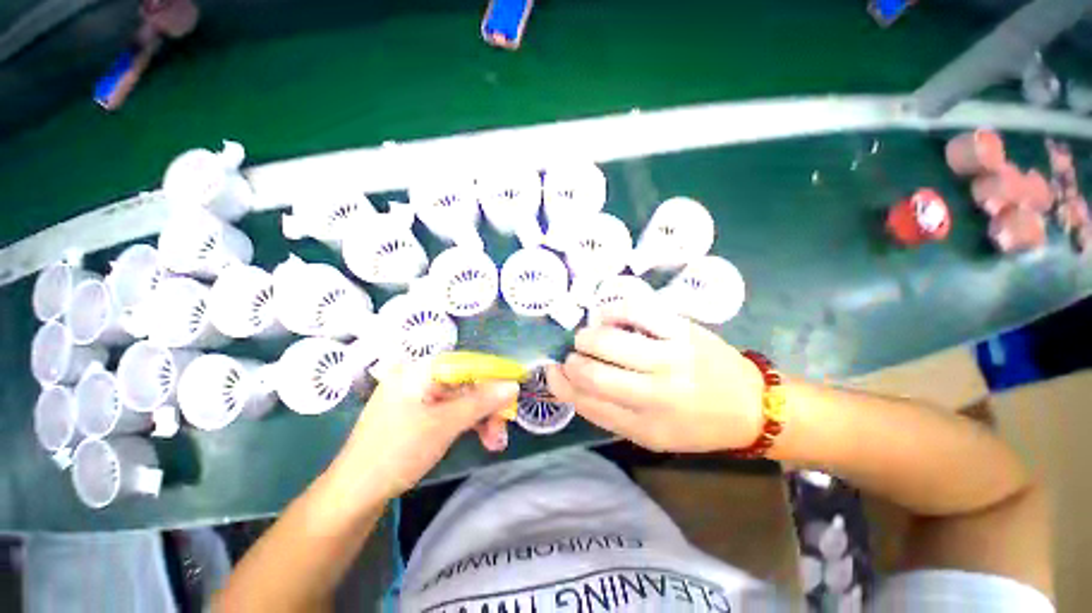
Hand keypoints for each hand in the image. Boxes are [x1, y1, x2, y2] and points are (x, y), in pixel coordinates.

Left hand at [337, 360, 518, 499]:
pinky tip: (481, 438)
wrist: (354, 494)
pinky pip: (450, 410)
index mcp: (419, 369)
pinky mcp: (418, 413)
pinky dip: (467, 423)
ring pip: (461, 398)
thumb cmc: (397, 452)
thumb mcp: (445, 424)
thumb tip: (513, 384)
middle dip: (488, 405)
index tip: (514, 393)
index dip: (494, 376)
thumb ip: (481, 401)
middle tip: (504, 428)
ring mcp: (417, 395)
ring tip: (495, 442)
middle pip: (466, 383)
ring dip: (481, 417)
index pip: (467, 363)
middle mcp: (418, 376)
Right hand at [547, 301, 764, 451]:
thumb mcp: (650, 435)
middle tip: (575, 357)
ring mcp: (670, 356)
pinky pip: (635, 311)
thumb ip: (607, 412)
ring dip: (587, 337)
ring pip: (608, 340)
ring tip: (589, 338)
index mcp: (646, 426)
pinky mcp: (681, 329)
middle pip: (592, 372)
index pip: (586, 402)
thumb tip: (568, 382)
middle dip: (572, 361)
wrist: (751, 405)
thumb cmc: (696, 425)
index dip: (561, 384)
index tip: (552, 372)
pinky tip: (608, 318)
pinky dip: (612, 312)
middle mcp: (656, 393)